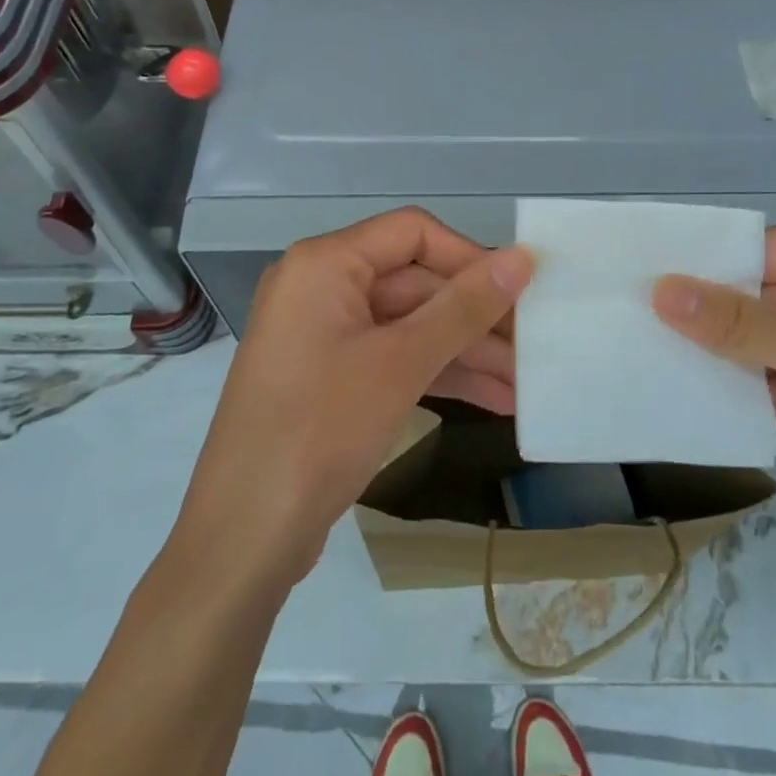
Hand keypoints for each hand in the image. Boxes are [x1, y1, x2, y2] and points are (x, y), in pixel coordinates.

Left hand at [179, 208, 534, 583]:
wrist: (242, 543)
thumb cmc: (319, 432)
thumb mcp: (400, 363)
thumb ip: (464, 306)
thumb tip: (522, 257)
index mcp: (324, 263)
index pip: (412, 232)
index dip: (469, 256)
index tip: (519, 289)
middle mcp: (321, 286)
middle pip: (414, 281)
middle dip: (474, 316)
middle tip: (532, 346)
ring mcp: (324, 334)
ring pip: (409, 324)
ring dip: (465, 351)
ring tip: (523, 383)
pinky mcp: (331, 377)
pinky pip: (393, 357)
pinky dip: (437, 374)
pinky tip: (491, 399)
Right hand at [652, 212, 775, 552]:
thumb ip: (741, 323)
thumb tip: (658, 289)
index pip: (747, 251)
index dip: (694, 271)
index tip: (628, 287)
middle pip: (742, 294)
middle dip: (694, 316)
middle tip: (620, 326)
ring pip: (746, 339)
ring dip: (706, 354)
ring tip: (635, 358)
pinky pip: (760, 379)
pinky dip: (730, 389)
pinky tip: (680, 394)